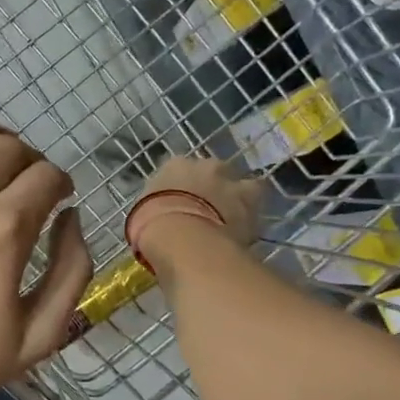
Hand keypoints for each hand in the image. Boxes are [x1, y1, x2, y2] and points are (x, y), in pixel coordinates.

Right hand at [132, 156, 262, 255]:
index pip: (179, 169)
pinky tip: (248, 233)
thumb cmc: (151, 225)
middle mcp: (204, 165)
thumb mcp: (142, 216)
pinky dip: (253, 216)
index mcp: (173, 166)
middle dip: (215, 188)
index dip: (184, 187)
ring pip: (243, 184)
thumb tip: (162, 221)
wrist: (181, 234)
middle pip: (215, 172)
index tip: (183, 204)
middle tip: (212, 212)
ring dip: (241, 199)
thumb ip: (156, 211)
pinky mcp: (252, 197)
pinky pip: (257, 203)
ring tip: (236, 222)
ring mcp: (230, 178)